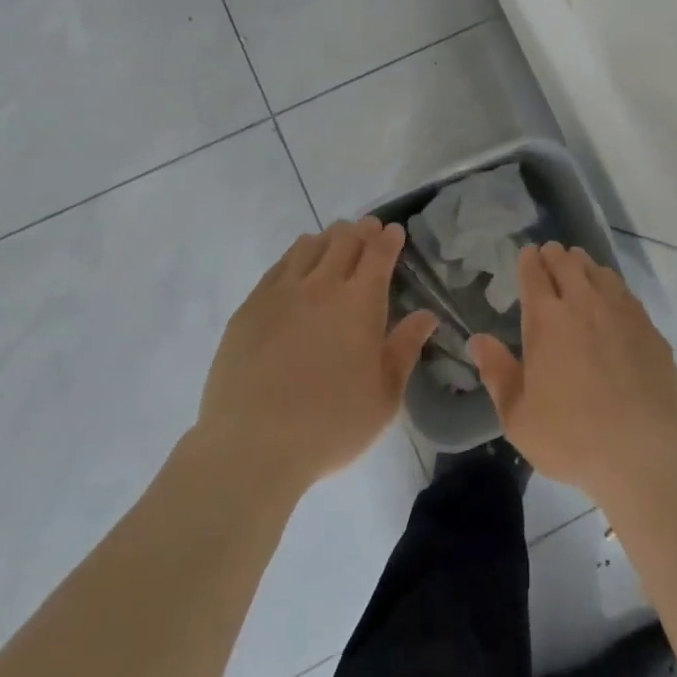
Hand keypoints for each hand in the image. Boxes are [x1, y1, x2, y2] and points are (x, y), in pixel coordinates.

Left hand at [194, 218, 438, 497]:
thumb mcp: (384, 396)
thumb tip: (426, 316)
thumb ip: (405, 349)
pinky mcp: (250, 307)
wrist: (252, 446)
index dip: (389, 238)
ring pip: (309, 245)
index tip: (394, 232)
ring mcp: (281, 293)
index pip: (379, 252)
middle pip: (344, 239)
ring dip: (328, 239)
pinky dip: (296, 256)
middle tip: (368, 233)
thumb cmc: (330, 425)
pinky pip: (278, 266)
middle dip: (361, 230)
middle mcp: (322, 286)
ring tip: (335, 245)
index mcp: (360, 302)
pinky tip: (298, 267)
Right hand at [467, 242, 676, 506]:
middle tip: (550, 255)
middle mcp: (584, 304)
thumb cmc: (573, 438)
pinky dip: (610, 284)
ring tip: (578, 268)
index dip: (529, 261)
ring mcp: (620, 311)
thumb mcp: (519, 417)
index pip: (535, 274)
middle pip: (568, 263)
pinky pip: (624, 291)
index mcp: (547, 320)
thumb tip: (477, 340)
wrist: (646, 452)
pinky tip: (610, 297)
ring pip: (598, 271)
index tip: (527, 255)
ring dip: (584, 265)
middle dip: (555, 255)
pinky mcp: (648, 326)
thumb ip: (497, 372)